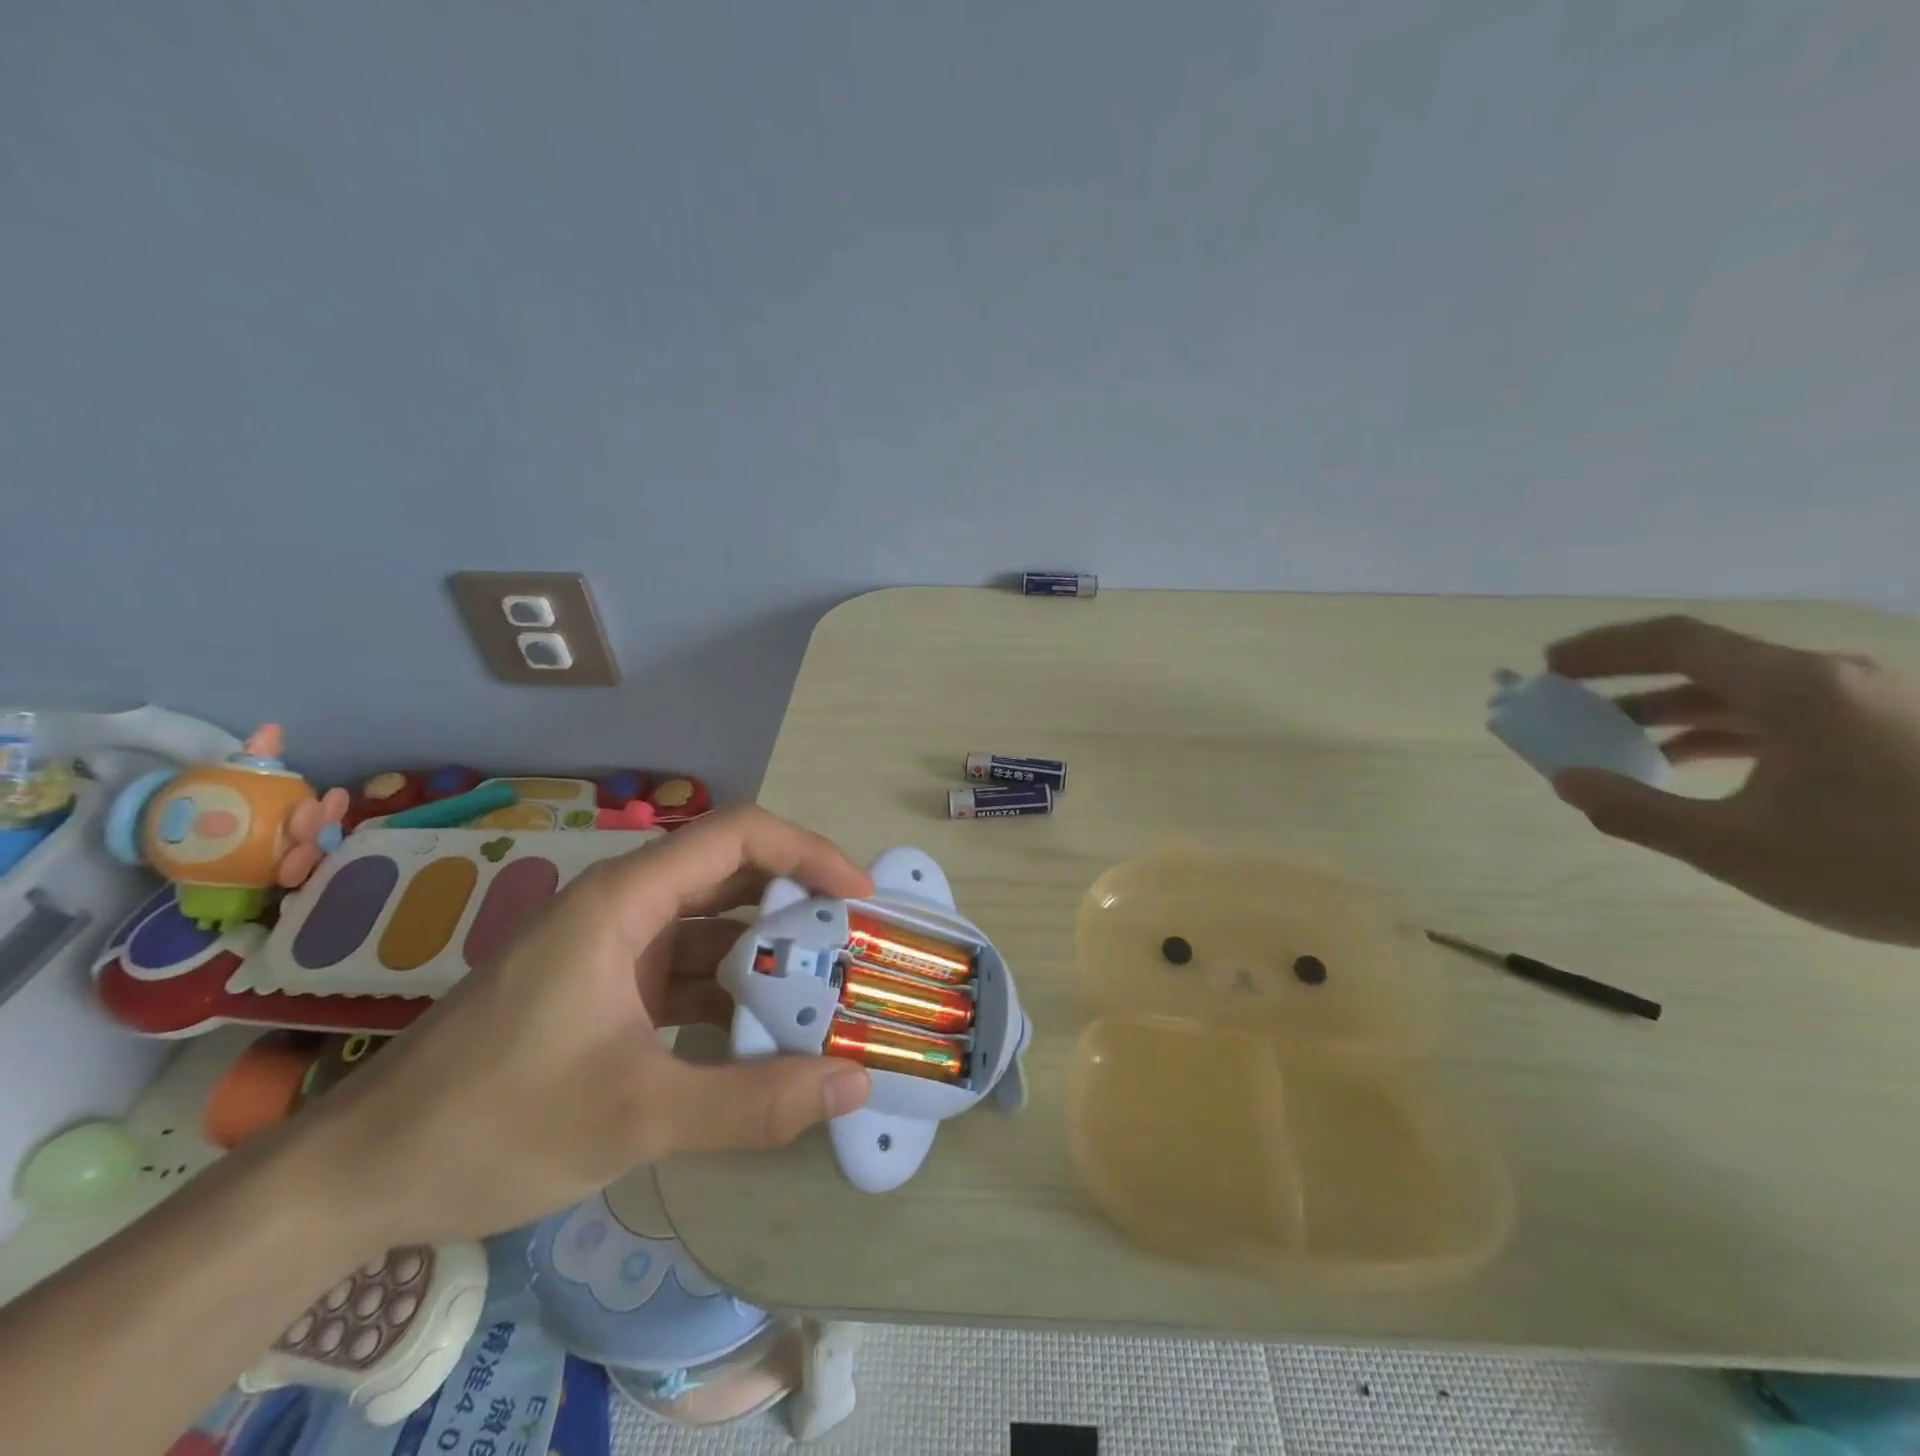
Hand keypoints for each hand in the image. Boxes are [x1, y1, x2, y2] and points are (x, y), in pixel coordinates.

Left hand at [295, 806, 875, 1250]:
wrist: (360, 1179)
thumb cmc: (493, 1122)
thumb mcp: (636, 1116)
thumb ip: (752, 1102)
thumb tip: (854, 1084)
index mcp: (626, 900)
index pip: (740, 835)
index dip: (810, 853)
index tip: (860, 900)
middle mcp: (626, 908)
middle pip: (735, 876)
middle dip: (802, 906)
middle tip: (857, 948)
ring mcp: (615, 950)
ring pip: (716, 928)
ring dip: (771, 956)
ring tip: (829, 992)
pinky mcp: (609, 991)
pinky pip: (691, 973)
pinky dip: (734, 994)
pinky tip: (768, 1035)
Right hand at [1546, 615, 1919, 946]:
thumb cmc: (1885, 863)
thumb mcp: (1737, 847)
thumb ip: (1636, 810)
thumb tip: (1567, 781)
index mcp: (1791, 687)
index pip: (1674, 640)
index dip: (1603, 648)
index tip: (1549, 667)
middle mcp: (1827, 679)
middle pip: (1704, 660)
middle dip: (1627, 680)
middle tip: (1570, 701)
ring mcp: (1864, 704)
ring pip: (1741, 690)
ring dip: (1669, 709)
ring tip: (1615, 740)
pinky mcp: (1885, 732)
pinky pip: (1779, 714)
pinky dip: (1719, 729)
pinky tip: (1690, 763)